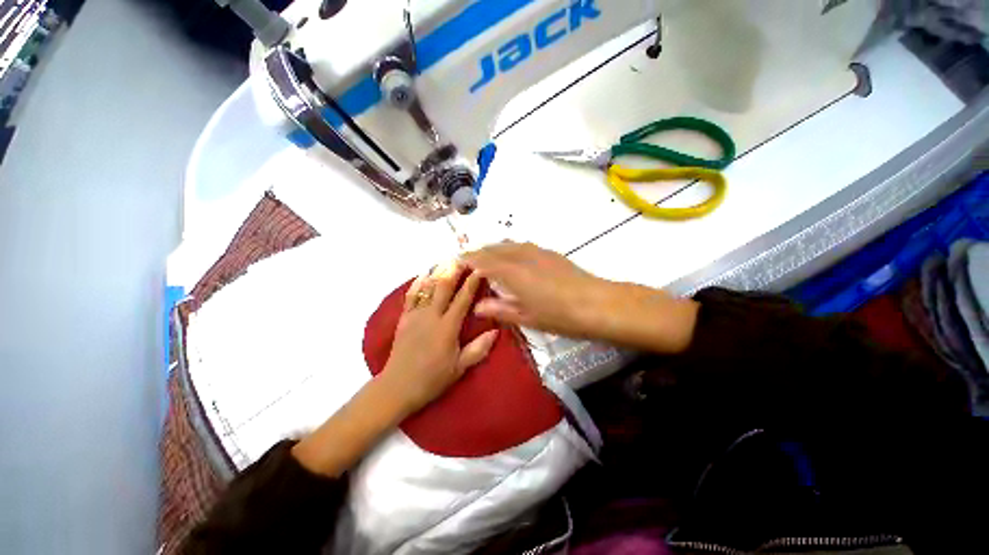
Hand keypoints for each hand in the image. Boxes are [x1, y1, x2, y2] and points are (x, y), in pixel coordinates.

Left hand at [381, 261, 498, 414]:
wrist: (397, 387)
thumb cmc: (432, 379)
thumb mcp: (459, 368)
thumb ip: (478, 349)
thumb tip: (496, 332)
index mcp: (447, 327)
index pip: (462, 299)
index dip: (472, 283)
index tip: (479, 269)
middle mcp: (432, 316)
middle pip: (444, 287)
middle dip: (454, 271)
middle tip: (462, 257)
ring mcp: (416, 315)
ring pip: (427, 288)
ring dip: (437, 272)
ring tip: (446, 260)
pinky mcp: (404, 318)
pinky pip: (411, 296)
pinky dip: (417, 283)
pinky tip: (422, 274)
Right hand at [461, 242, 614, 338]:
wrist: (597, 303)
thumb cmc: (559, 315)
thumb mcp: (526, 317)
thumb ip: (499, 309)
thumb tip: (477, 306)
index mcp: (512, 272)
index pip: (482, 261)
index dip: (467, 260)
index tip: (456, 262)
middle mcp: (521, 255)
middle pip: (493, 248)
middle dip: (478, 253)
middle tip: (468, 262)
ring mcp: (536, 251)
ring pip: (507, 244)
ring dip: (493, 249)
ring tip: (487, 260)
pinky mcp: (548, 252)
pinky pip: (521, 245)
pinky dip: (509, 249)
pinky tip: (512, 258)